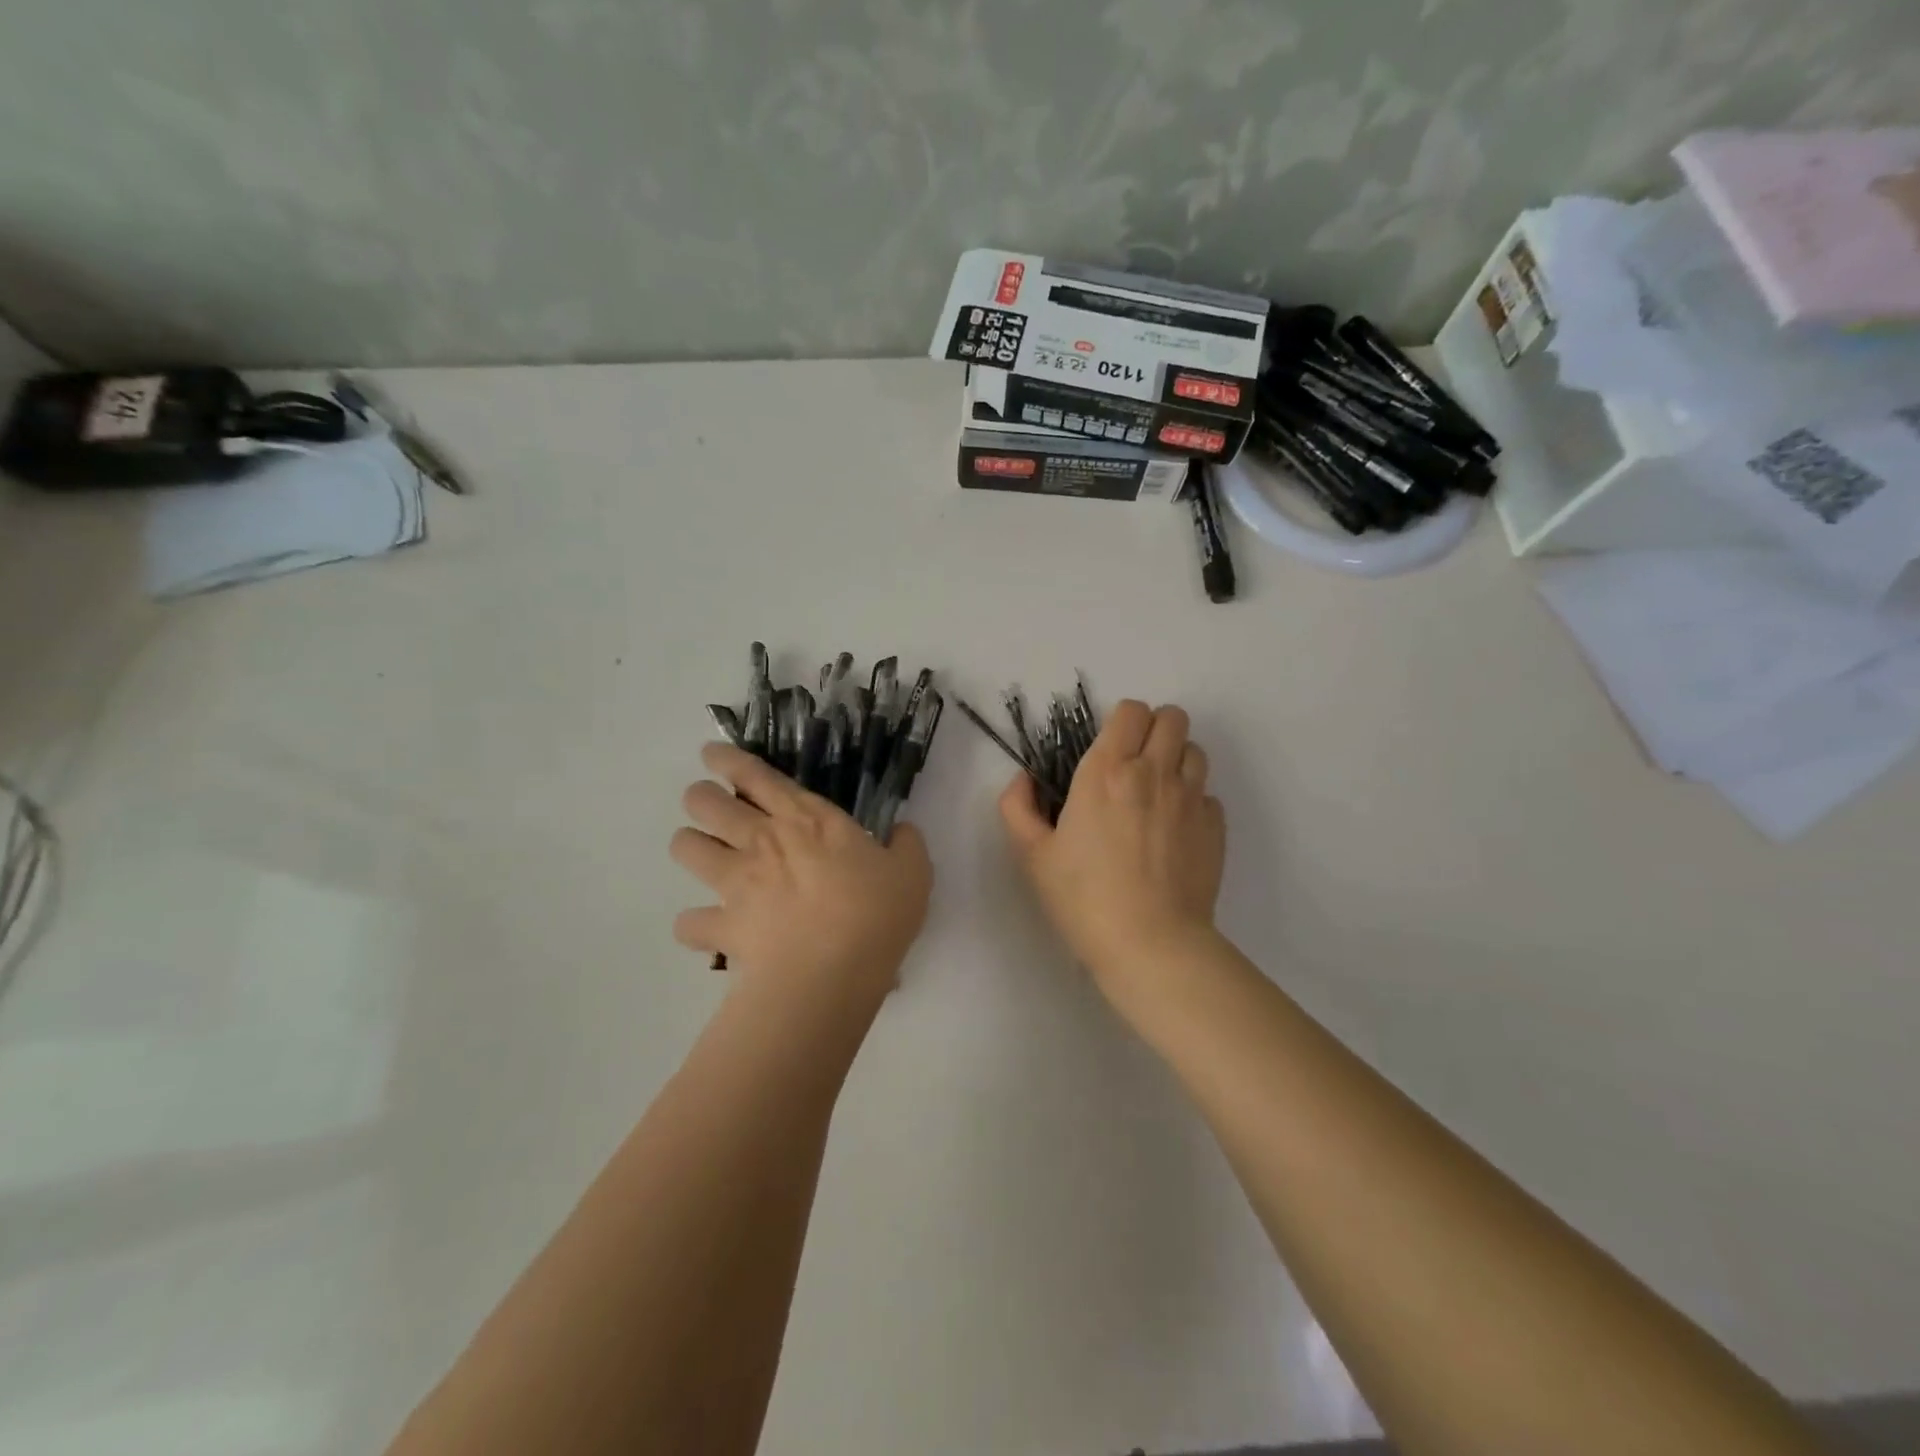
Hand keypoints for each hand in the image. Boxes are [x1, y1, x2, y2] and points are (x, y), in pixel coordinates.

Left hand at [671, 743, 932, 1005]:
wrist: (833, 972)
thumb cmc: (875, 913)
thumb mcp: (913, 872)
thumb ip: (907, 844)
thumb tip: (903, 831)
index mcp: (806, 818)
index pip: (756, 774)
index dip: (728, 759)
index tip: (711, 754)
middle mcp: (761, 840)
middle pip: (706, 803)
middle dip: (700, 798)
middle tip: (710, 806)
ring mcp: (736, 882)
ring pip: (686, 847)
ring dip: (689, 846)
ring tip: (702, 854)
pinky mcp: (723, 926)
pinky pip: (688, 922)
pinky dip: (694, 925)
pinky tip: (706, 929)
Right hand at [999, 700, 1224, 991]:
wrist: (1150, 944)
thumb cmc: (1084, 897)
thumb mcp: (1032, 854)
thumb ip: (1017, 806)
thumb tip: (1024, 779)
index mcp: (1106, 771)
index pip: (1130, 710)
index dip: (1120, 722)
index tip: (1107, 749)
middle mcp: (1154, 772)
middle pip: (1171, 716)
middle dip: (1153, 729)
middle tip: (1135, 763)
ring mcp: (1191, 798)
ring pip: (1195, 749)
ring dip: (1176, 760)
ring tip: (1157, 793)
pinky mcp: (1215, 827)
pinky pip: (1208, 794)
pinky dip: (1193, 801)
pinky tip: (1175, 831)